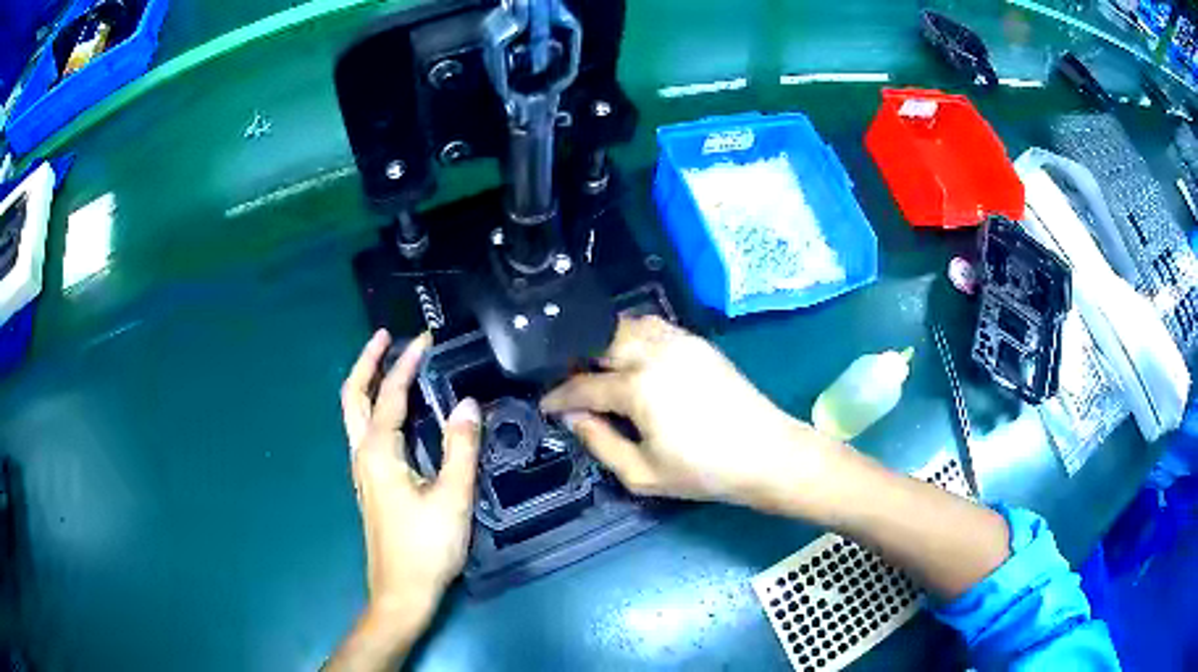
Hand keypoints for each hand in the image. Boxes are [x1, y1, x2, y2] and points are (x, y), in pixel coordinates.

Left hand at [332, 330, 480, 667]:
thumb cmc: (427, 547)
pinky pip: (365, 431)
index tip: (425, 338)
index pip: (391, 395)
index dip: (407, 364)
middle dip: (366, 362)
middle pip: (352, 396)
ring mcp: (362, 470)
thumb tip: (468, 404)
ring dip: (368, 383)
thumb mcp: (452, 497)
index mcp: (379, 452)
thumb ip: (461, 448)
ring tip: (390, 364)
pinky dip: (375, 407)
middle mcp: (362, 454)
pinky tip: (396, 413)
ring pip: (354, 414)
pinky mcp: (370, 483)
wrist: (401, 592)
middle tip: (385, 337)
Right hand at [542, 317, 844, 511]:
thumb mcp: (642, 473)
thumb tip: (575, 418)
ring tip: (597, 366)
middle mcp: (654, 353)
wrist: (766, 453)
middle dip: (577, 359)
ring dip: (604, 342)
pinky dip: (633, 335)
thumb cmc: (703, 471)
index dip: (558, 396)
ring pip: (626, 326)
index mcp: (638, 387)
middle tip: (569, 381)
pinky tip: (632, 358)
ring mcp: (679, 342)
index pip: (583, 385)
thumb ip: (600, 443)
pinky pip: (654, 327)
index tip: (545, 404)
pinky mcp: (697, 342)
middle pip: (600, 341)